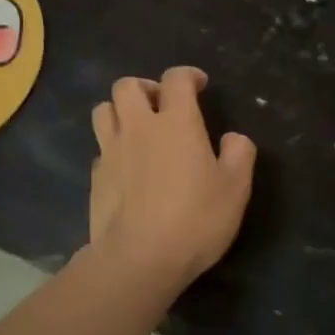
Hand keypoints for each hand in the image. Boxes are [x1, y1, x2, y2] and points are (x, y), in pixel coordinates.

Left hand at [89, 67, 255, 288]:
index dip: (188, 76)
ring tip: (137, 129)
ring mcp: (111, 151)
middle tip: (162, 105)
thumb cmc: (196, 219)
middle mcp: (139, 127)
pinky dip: (112, 149)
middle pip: (127, 85)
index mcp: (177, 122)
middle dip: (146, 87)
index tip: (199, 86)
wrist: (139, 259)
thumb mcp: (236, 188)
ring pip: (103, 110)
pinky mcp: (95, 178)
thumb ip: (239, 154)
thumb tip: (233, 138)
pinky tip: (126, 168)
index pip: (176, 79)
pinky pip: (100, 149)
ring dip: (120, 111)